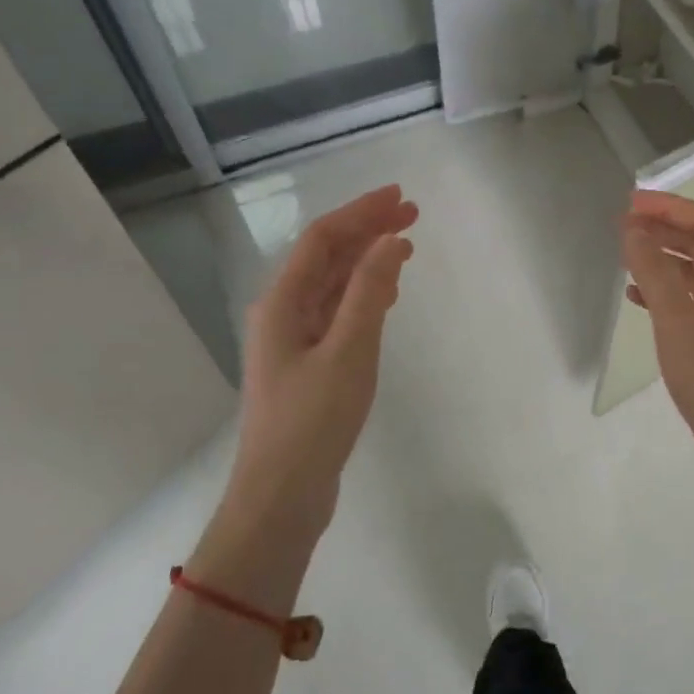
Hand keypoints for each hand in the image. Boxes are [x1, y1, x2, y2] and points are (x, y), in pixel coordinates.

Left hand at [230, 185, 417, 531]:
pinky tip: (386, 295)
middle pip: (327, 257)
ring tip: (405, 247)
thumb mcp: (348, 352)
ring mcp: (293, 340)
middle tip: (412, 215)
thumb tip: (390, 241)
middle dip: (367, 231)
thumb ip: (368, 292)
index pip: (323, 239)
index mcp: (283, 302)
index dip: (360, 212)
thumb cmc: (312, 422)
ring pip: (332, 285)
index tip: (399, 197)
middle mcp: (283, 312)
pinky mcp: (308, 364)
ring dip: (367, 261)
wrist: (281, 496)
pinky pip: (336, 313)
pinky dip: (363, 295)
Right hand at [623, 191, 693, 497]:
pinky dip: (667, 293)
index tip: (629, 205)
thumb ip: (655, 274)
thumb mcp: (679, 326)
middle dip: (665, 229)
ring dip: (664, 259)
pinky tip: (638, 297)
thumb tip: (634, 230)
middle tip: (622, 225)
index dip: (670, 207)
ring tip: (625, 256)